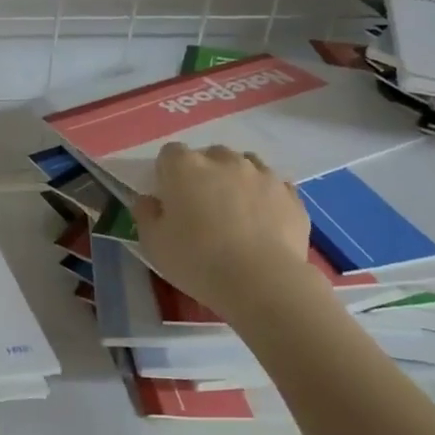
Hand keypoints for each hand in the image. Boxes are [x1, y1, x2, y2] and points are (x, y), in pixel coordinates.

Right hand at [130, 143, 314, 318]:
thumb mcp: (154, 244)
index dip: (167, 174)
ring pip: (244, 165)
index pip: (170, 153)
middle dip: (203, 174)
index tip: (169, 198)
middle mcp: (224, 160)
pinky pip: (273, 186)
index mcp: (185, 167)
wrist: (262, 281)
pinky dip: (265, 197)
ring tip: (235, 211)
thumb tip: (147, 200)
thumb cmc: (198, 260)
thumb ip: (145, 215)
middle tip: (202, 207)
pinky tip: (262, 222)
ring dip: (236, 180)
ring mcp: (261, 173)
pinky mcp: (290, 193)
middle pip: (209, 155)